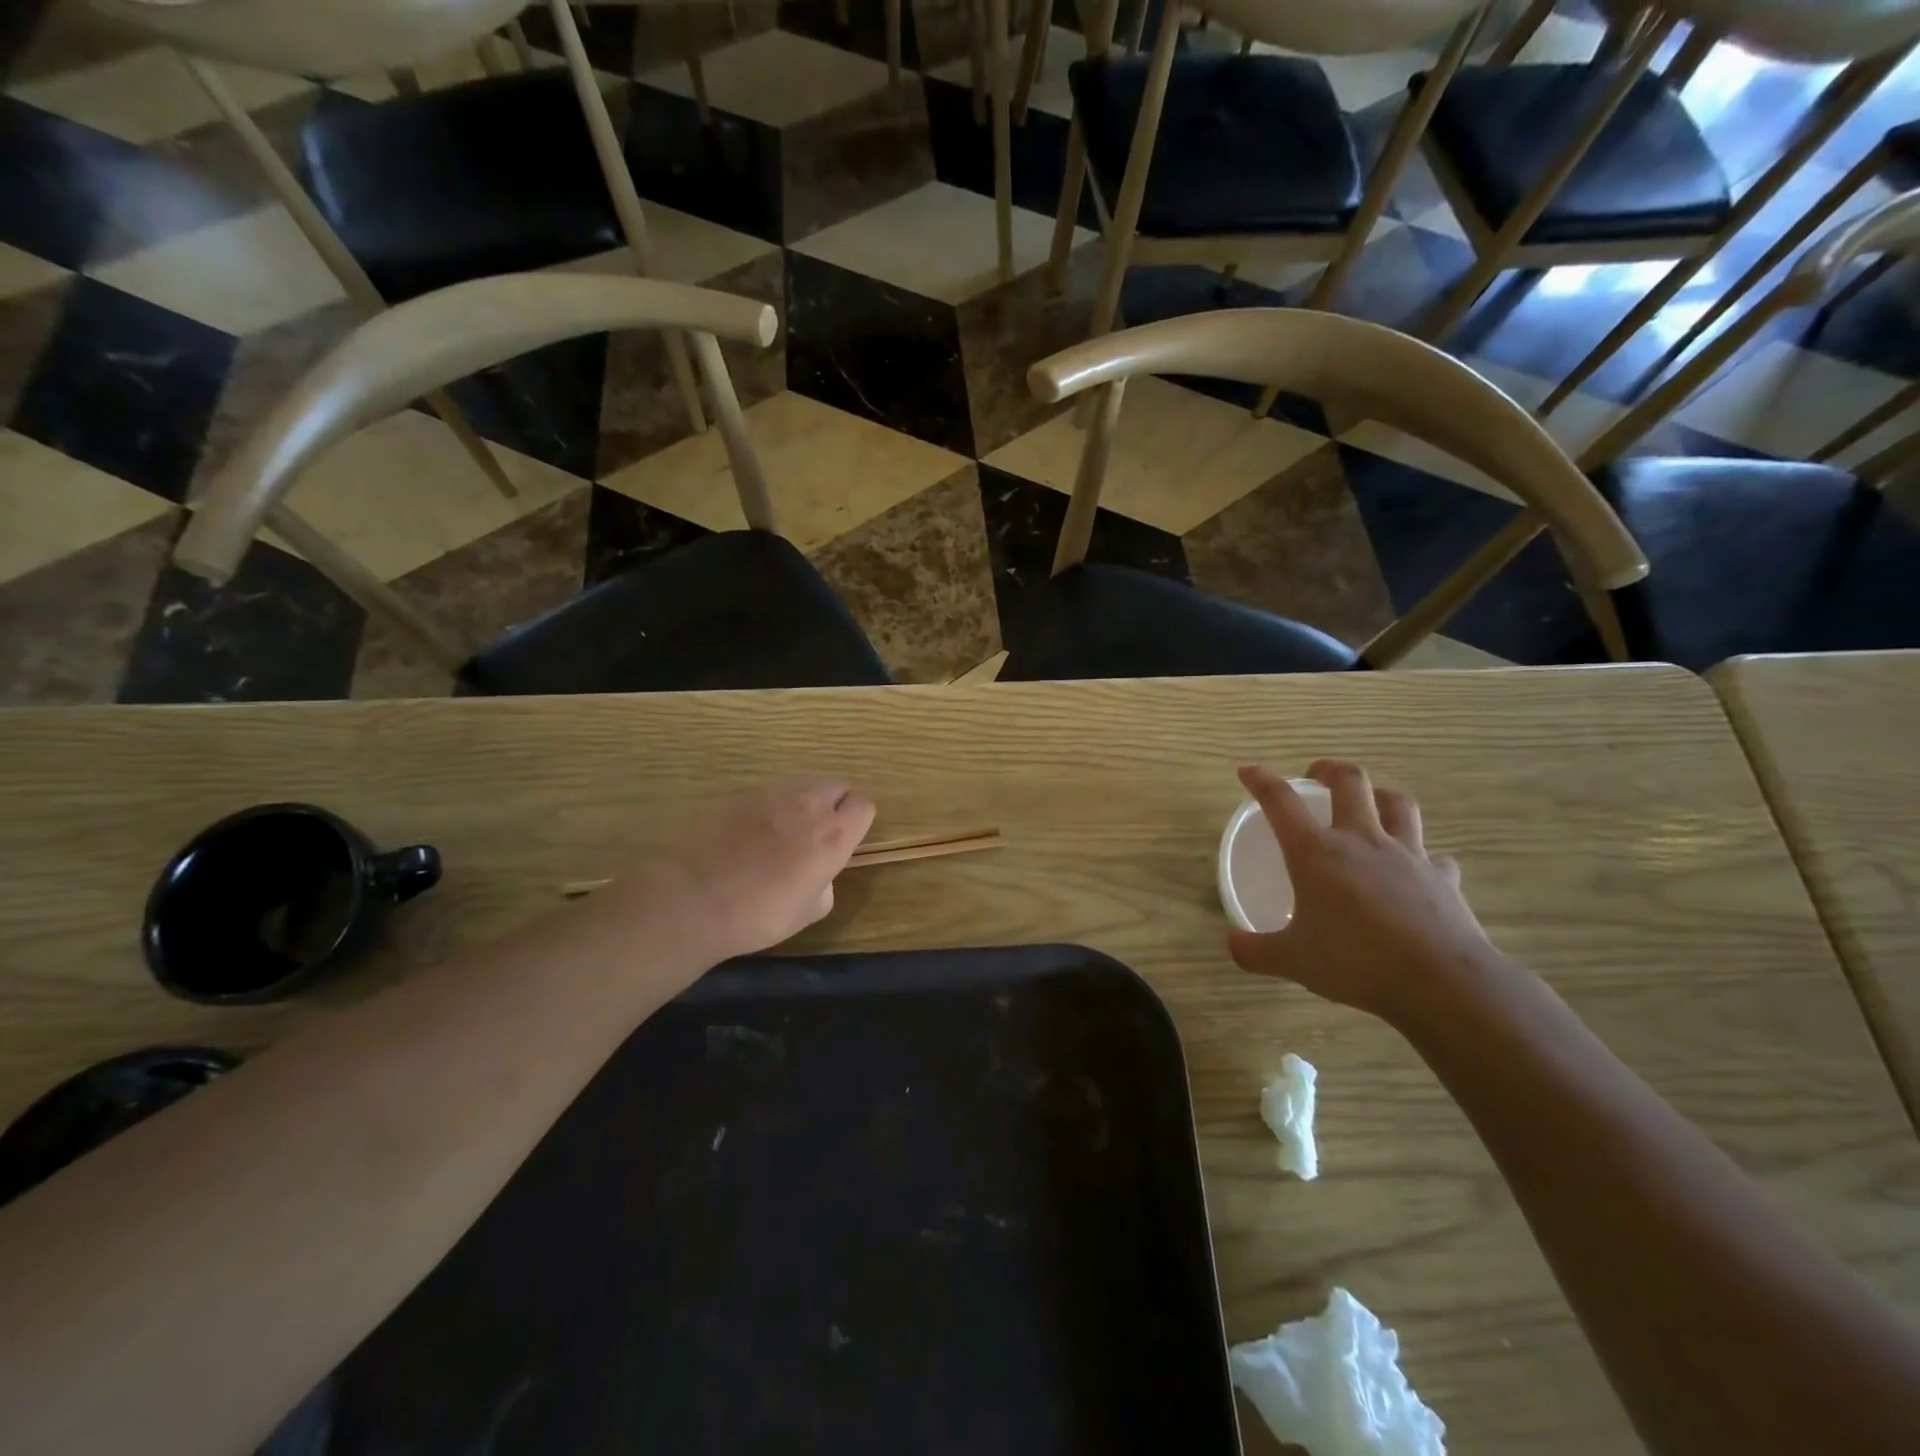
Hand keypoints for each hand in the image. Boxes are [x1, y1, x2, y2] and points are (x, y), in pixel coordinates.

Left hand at [638, 780, 875, 962]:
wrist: (695, 898)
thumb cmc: (760, 914)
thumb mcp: (810, 912)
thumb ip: (826, 881)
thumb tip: (819, 870)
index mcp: (834, 835)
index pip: (864, 805)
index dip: (858, 821)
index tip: (845, 840)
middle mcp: (809, 804)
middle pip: (837, 785)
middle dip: (834, 804)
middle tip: (817, 833)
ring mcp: (773, 794)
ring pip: (803, 784)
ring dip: (803, 802)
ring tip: (783, 831)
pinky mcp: (740, 793)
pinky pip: (769, 793)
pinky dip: (770, 807)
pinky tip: (751, 833)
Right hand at [1227, 761, 1506, 1027]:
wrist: (1441, 983)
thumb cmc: (1356, 962)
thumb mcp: (1292, 961)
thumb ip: (1255, 950)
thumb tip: (1232, 944)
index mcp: (1316, 853)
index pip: (1281, 801)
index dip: (1262, 780)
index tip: (1248, 771)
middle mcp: (1361, 840)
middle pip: (1350, 781)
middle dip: (1329, 770)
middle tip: (1316, 777)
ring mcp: (1407, 855)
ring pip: (1397, 803)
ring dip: (1379, 796)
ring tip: (1368, 804)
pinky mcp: (1442, 877)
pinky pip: (1433, 855)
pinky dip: (1422, 856)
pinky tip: (1416, 869)